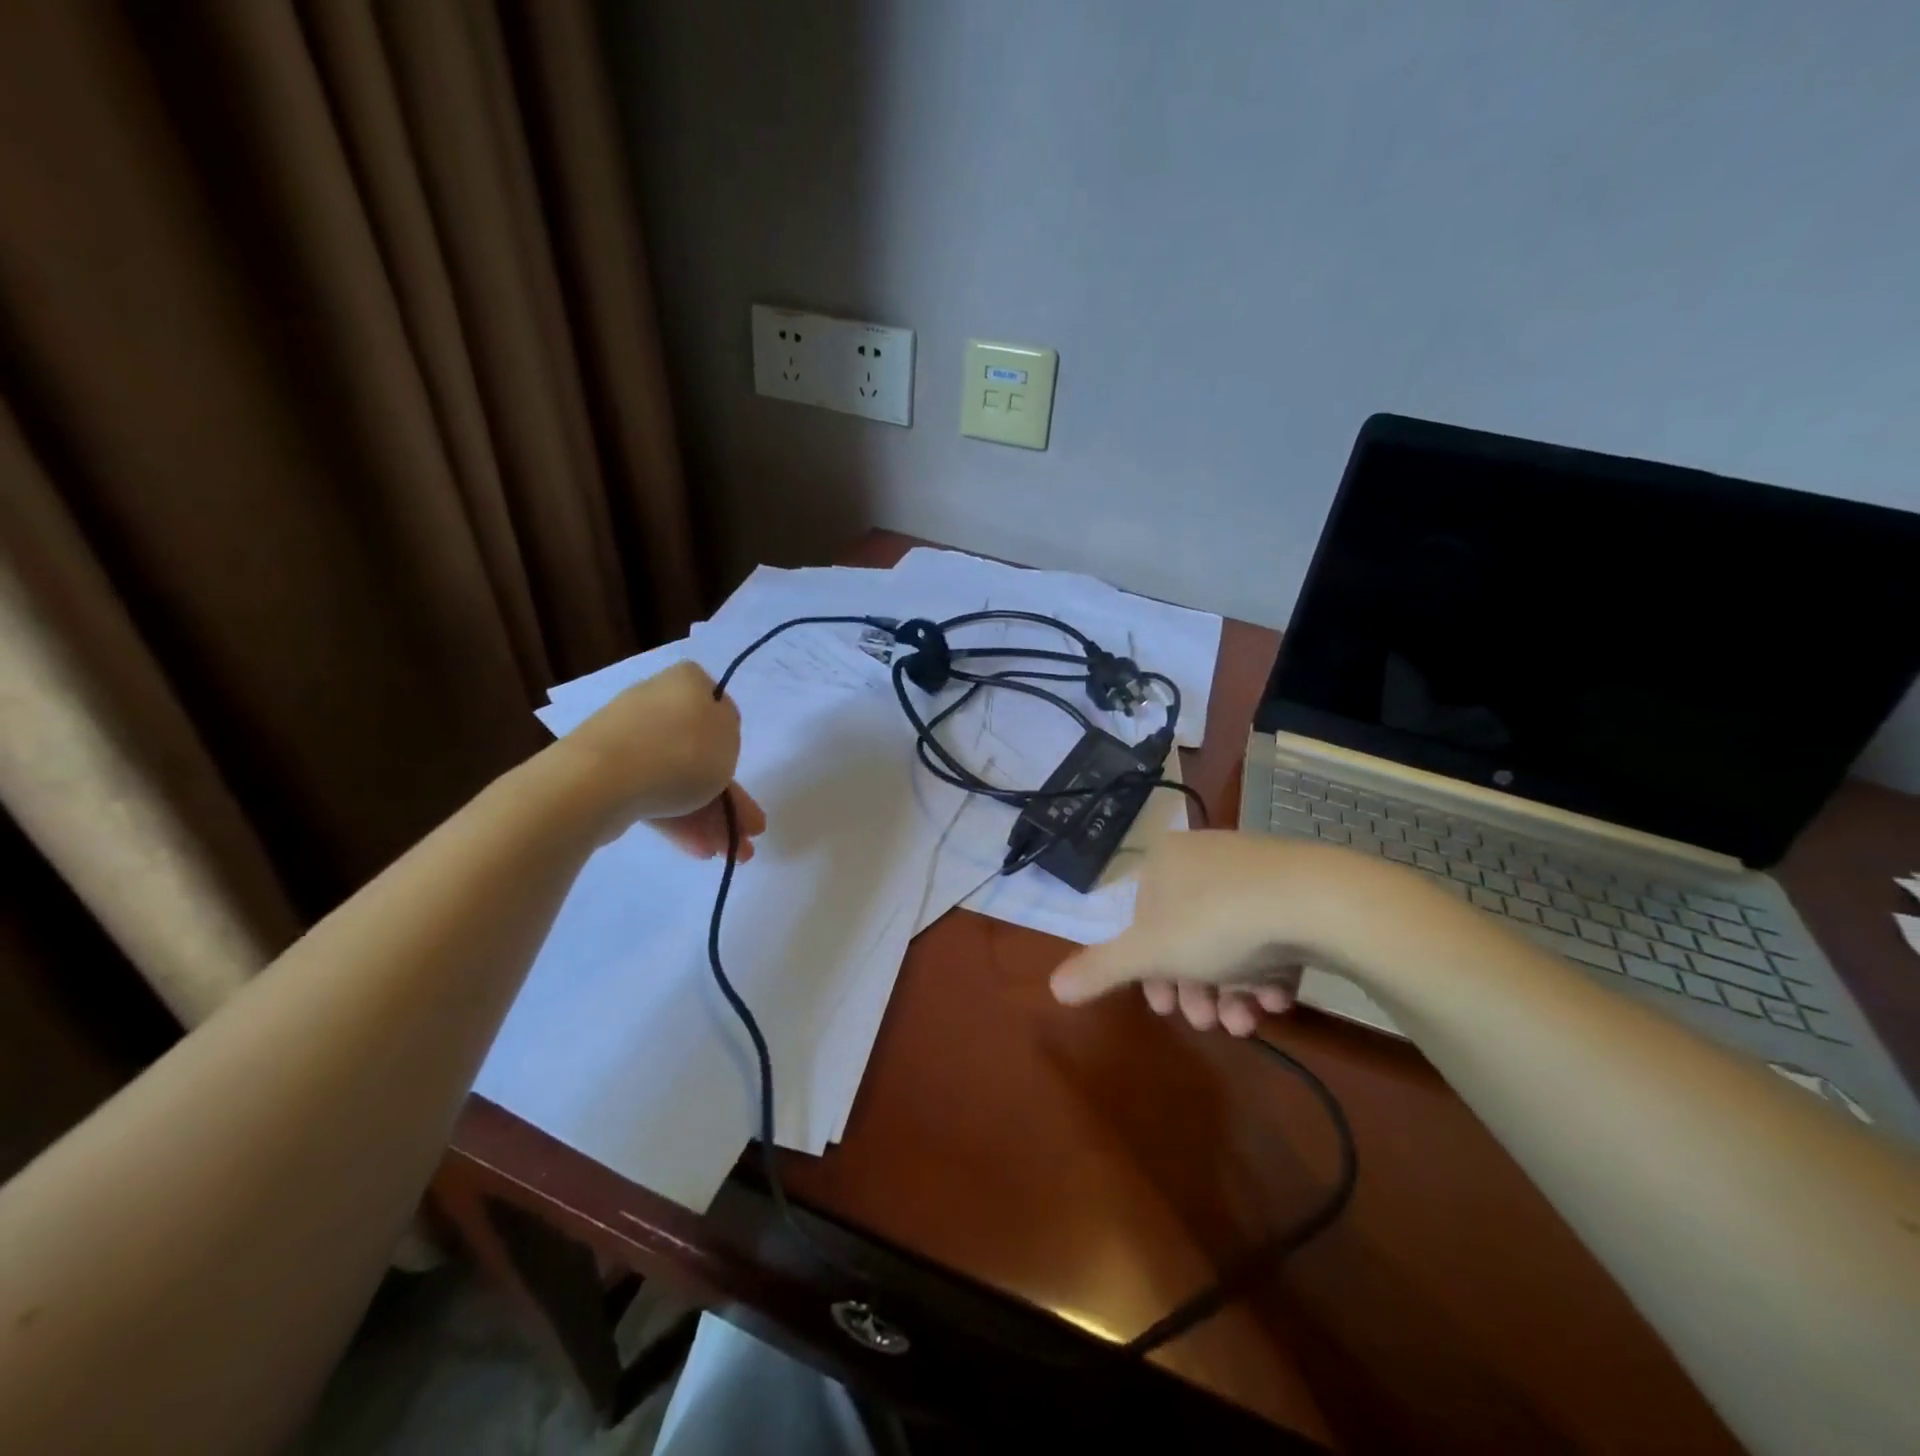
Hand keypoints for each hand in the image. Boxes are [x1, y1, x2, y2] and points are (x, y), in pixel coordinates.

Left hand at [555, 660, 766, 858]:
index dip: (733, 740)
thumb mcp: (730, 736)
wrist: (599, 781)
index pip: (717, 705)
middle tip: (749, 832)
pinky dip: (678, 820)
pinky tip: (698, 849)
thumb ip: (729, 732)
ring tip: (728, 854)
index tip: (743, 770)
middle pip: (701, 751)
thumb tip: (710, 736)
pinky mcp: (608, 775)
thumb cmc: (680, 750)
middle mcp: (655, 704)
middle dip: (728, 797)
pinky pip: (653, 795)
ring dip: (709, 817)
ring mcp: (629, 741)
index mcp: (686, 682)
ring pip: (679, 779)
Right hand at [1049, 830, 1422, 1034]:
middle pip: (1188, 937)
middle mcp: (1205, 858)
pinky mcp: (1298, 889)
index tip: (1164, 1010)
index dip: (1148, 973)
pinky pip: (1270, 935)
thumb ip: (1100, 969)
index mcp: (1165, 861)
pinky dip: (1269, 971)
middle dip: (1195, 989)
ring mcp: (1254, 871)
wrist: (1318, 900)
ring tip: (1249, 1021)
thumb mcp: (1150, 952)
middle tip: (1211, 1023)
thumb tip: (1052, 987)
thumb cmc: (1216, 921)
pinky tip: (1279, 998)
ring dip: (1233, 990)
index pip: (1143, 922)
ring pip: (1230, 942)